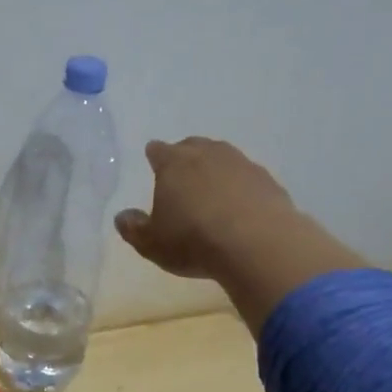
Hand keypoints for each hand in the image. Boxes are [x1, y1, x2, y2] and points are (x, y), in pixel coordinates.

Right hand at [116, 137, 362, 331]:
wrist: (259, 245)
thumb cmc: (193, 240)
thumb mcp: (151, 243)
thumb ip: (133, 228)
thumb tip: (122, 217)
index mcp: (174, 163)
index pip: (158, 150)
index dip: (155, 156)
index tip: (153, 161)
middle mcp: (208, 155)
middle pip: (194, 146)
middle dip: (186, 157)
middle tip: (182, 175)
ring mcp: (243, 165)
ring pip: (224, 158)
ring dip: (217, 170)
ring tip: (213, 191)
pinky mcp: (270, 182)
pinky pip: (249, 179)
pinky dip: (242, 188)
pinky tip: (242, 208)